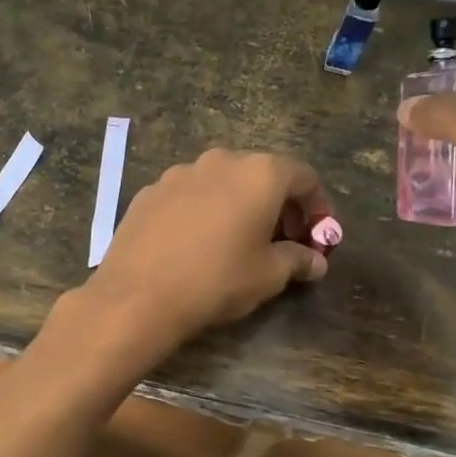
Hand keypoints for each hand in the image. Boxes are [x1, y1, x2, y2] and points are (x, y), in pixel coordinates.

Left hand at [73, 148, 332, 358]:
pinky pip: (189, 195)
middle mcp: (220, 161)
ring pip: (222, 182)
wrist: (138, 295)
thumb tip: (315, 261)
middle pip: (262, 174)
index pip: (303, 177)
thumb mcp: (269, 275)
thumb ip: (298, 260)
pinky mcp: (150, 191)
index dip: (317, 206)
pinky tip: (197, 243)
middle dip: (279, 205)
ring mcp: (179, 173)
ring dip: (239, 205)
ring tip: (239, 242)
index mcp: (259, 173)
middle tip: (283, 242)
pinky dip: (204, 211)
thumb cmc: (217, 281)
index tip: (317, 235)